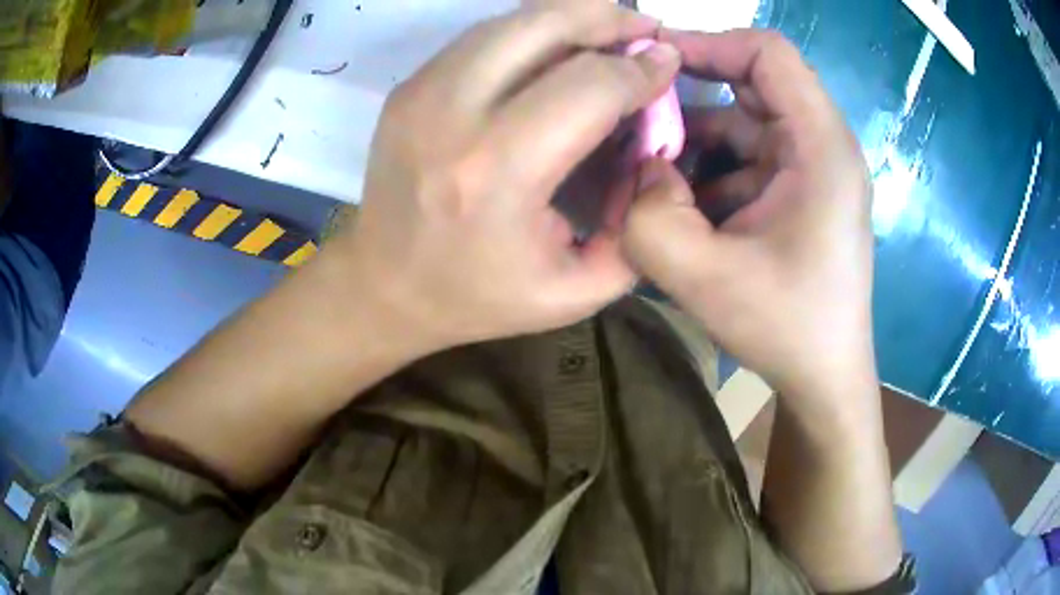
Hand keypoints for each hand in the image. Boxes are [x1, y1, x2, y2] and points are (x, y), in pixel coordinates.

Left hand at [335, 2, 679, 352]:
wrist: (384, 287)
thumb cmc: (477, 298)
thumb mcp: (575, 292)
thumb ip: (633, 227)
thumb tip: (655, 152)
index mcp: (498, 172)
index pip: (589, 86)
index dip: (639, 68)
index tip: (667, 62)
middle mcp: (453, 115)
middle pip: (543, 25)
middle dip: (606, 18)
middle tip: (644, 26)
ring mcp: (421, 92)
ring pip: (510, 21)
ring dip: (569, 15)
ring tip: (608, 28)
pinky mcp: (409, 87)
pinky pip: (482, 37)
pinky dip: (530, 29)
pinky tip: (559, 44)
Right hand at [621, 30, 876, 406]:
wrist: (825, 379)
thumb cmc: (786, 329)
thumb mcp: (704, 279)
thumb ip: (647, 217)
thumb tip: (637, 169)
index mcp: (821, 147)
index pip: (768, 53)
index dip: (708, 43)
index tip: (652, 63)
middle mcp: (822, 146)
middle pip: (752, 83)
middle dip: (690, 95)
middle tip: (636, 120)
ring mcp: (811, 169)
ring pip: (743, 123)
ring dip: (694, 142)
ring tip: (650, 178)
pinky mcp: (799, 193)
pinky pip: (747, 158)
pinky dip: (708, 170)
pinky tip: (681, 208)